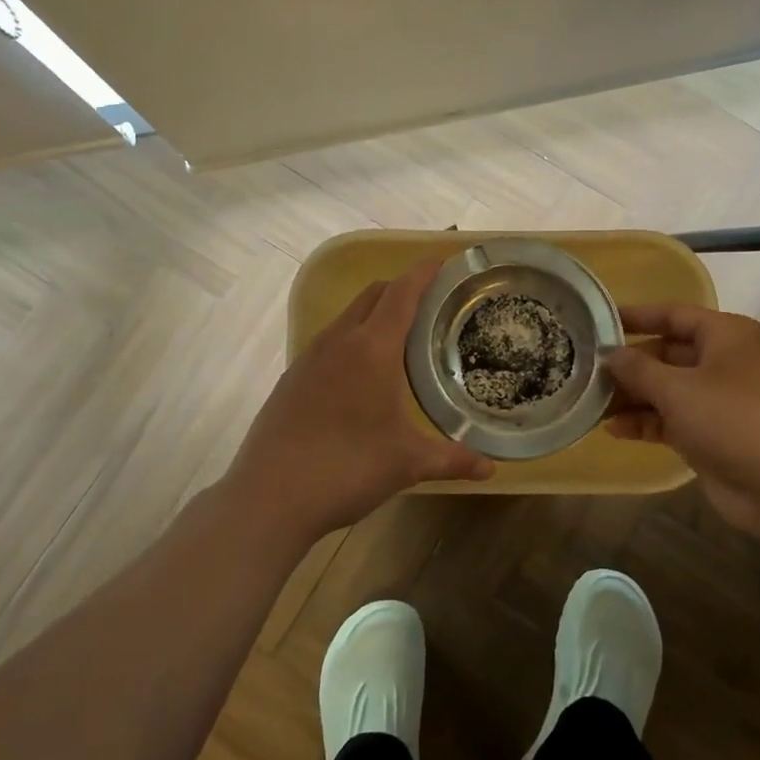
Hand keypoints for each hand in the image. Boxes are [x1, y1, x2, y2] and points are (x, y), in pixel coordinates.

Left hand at [227, 259, 494, 539]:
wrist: (269, 496)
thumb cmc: (346, 468)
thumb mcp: (406, 463)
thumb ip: (451, 459)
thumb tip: (490, 468)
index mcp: (372, 348)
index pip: (402, 293)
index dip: (424, 273)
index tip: (444, 263)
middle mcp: (339, 341)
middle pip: (374, 294)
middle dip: (402, 288)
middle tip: (432, 304)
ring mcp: (310, 357)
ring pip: (348, 316)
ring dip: (375, 312)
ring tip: (401, 337)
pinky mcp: (292, 378)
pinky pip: (330, 341)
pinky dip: (353, 338)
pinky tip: (361, 374)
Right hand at [605, 304, 759, 536]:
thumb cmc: (731, 418)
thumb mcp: (677, 388)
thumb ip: (638, 368)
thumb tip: (610, 354)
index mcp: (725, 335)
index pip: (673, 315)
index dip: (636, 317)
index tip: (597, 321)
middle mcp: (723, 361)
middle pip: (666, 354)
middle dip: (629, 365)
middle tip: (587, 371)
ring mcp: (718, 399)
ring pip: (666, 389)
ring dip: (632, 396)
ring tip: (591, 403)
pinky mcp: (711, 433)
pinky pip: (671, 418)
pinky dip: (646, 422)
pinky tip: (614, 429)